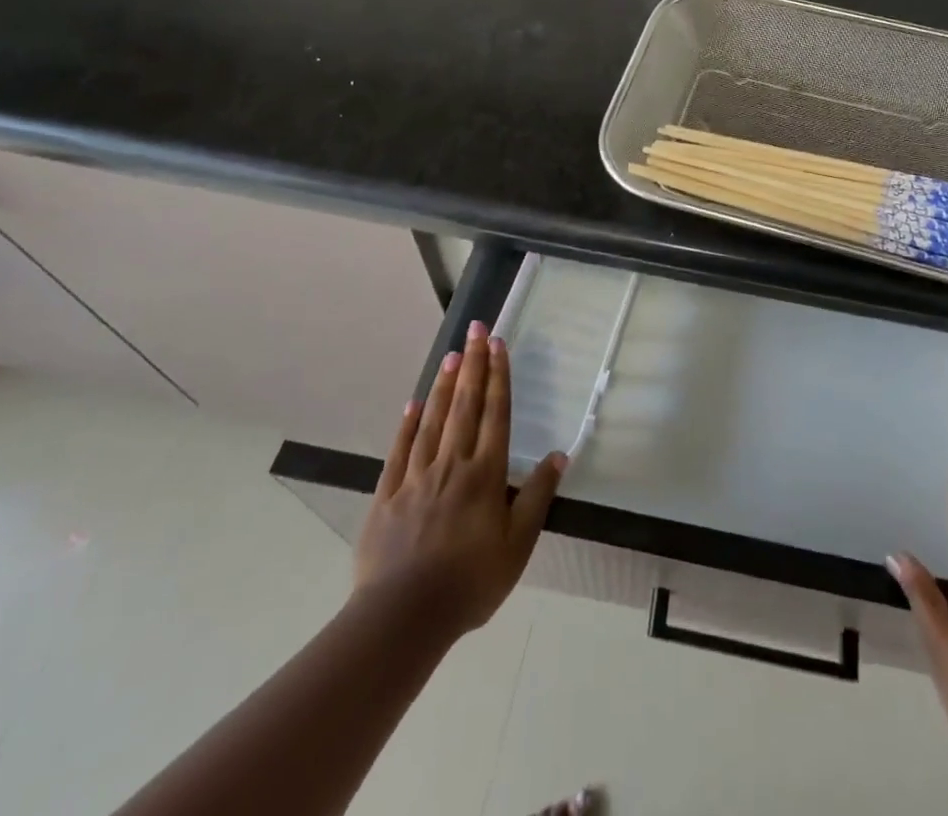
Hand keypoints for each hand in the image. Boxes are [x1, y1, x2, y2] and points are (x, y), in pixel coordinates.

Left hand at [354, 320, 565, 643]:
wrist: (403, 617)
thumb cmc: (470, 582)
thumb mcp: (518, 546)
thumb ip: (537, 497)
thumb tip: (559, 455)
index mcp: (485, 474)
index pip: (496, 413)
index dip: (498, 376)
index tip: (497, 344)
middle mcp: (452, 463)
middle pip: (465, 405)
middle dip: (472, 364)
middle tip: (475, 329)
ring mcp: (416, 476)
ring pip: (433, 419)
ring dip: (444, 384)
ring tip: (451, 354)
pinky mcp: (388, 494)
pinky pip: (400, 449)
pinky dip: (408, 423)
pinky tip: (414, 403)